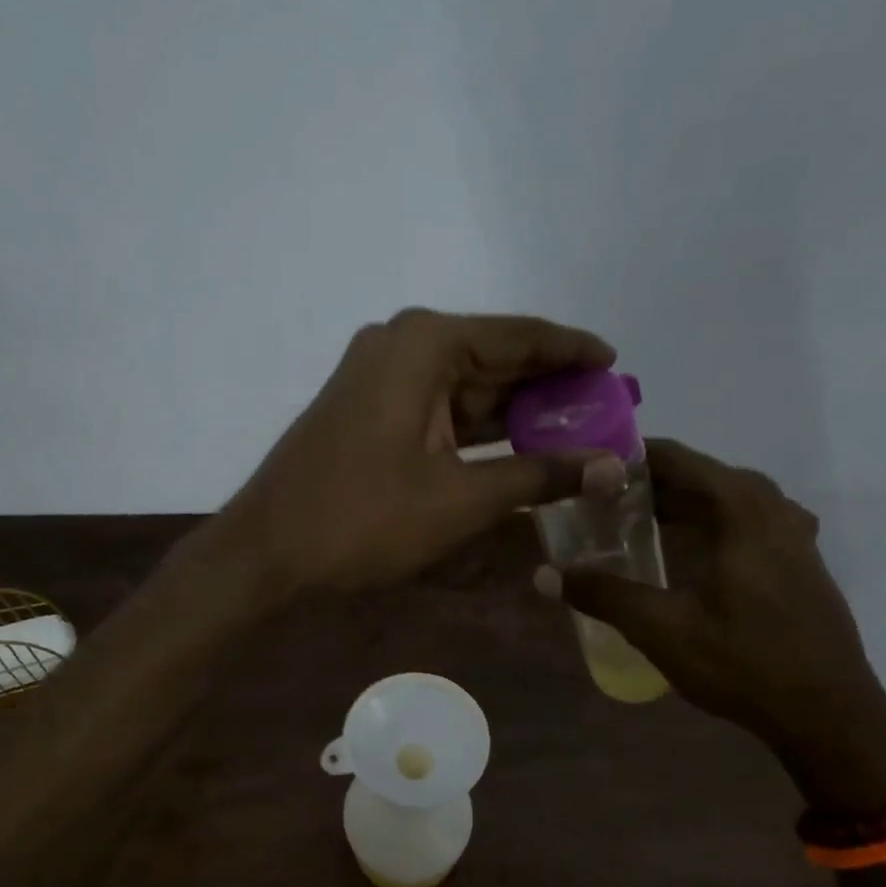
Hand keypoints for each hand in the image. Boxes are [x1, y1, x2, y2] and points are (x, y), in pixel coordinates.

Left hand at [220, 308, 620, 592]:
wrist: (268, 550)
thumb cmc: (364, 518)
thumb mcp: (462, 499)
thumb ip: (541, 476)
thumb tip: (614, 468)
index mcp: (426, 344)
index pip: (520, 335)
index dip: (573, 350)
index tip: (617, 364)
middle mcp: (401, 345)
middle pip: (494, 358)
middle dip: (548, 388)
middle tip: (605, 411)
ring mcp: (378, 378)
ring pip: (465, 387)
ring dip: (514, 412)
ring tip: (575, 433)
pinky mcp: (368, 411)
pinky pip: (438, 409)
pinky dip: (477, 430)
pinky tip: (516, 450)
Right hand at [541, 439, 885, 809]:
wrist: (830, 716)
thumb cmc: (744, 664)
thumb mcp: (662, 629)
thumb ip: (604, 595)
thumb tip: (546, 576)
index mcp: (742, 510)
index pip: (678, 459)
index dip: (631, 458)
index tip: (589, 469)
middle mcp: (772, 508)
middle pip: (702, 476)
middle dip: (651, 483)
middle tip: (601, 500)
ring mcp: (793, 534)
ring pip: (726, 499)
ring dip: (682, 503)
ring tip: (635, 520)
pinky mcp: (800, 560)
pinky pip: (746, 521)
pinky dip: (709, 522)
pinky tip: (687, 550)